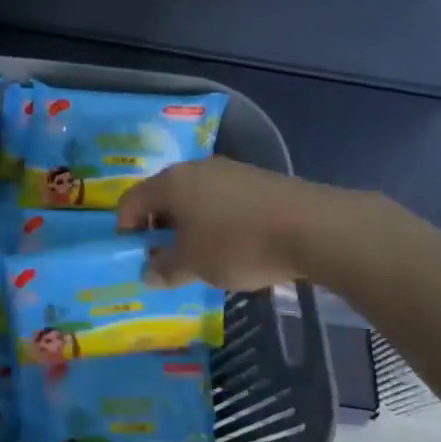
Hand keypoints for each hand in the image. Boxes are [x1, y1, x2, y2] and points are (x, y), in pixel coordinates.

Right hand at [116, 157, 405, 291]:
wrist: (315, 228)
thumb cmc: (239, 244)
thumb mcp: (194, 265)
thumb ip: (165, 269)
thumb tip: (149, 273)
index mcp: (171, 183)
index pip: (131, 201)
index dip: (125, 228)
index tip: (134, 255)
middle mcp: (196, 169)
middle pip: (163, 196)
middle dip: (158, 227)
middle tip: (164, 258)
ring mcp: (230, 172)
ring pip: (195, 198)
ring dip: (189, 225)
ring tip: (200, 256)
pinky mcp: (259, 181)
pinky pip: (223, 201)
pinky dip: (217, 221)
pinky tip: (233, 246)